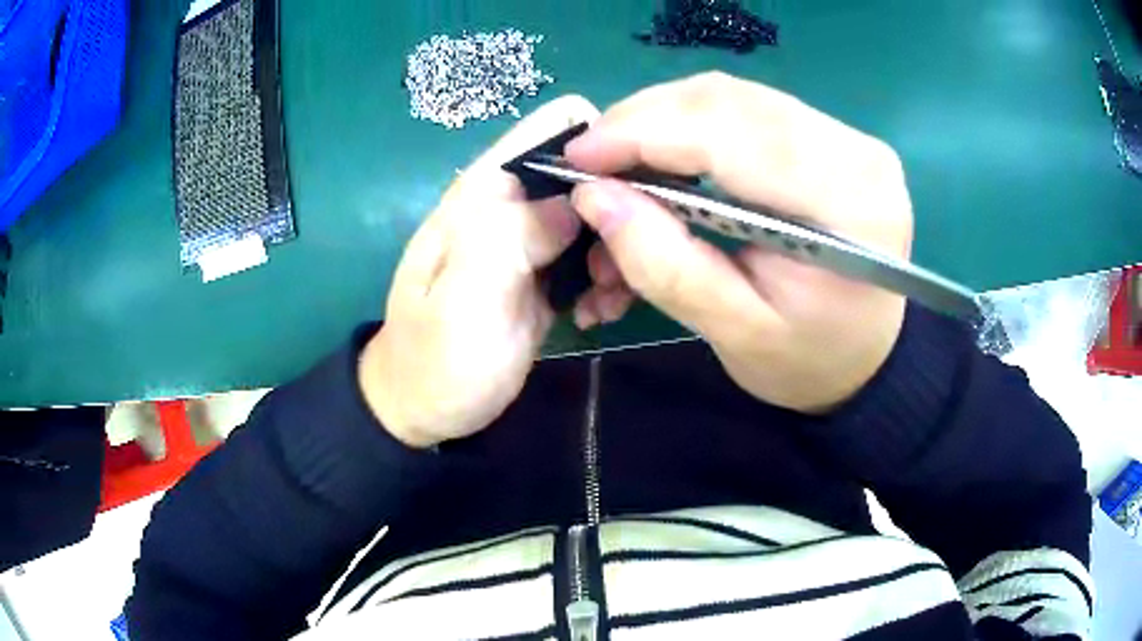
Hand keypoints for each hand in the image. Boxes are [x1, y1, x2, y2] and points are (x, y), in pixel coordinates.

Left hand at [359, 96, 599, 447]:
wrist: (424, 406)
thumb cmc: (436, 360)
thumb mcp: (464, 301)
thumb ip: (511, 237)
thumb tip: (579, 201)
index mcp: (487, 191)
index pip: (558, 127)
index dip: (603, 148)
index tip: (627, 199)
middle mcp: (515, 204)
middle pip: (594, 173)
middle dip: (620, 213)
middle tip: (614, 271)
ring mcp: (534, 240)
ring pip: (604, 218)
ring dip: (618, 255)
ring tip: (603, 302)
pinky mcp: (549, 274)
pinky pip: (597, 258)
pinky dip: (608, 281)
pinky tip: (595, 314)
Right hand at [565, 72, 911, 413]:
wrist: (864, 355)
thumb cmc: (808, 359)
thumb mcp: (735, 331)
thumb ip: (666, 265)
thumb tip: (594, 197)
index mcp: (847, 204)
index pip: (731, 136)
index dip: (643, 134)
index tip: (577, 158)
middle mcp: (855, 151)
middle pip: (728, 101)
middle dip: (644, 121)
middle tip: (591, 162)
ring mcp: (847, 136)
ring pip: (732, 96)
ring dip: (663, 119)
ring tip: (621, 161)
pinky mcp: (832, 135)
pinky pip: (746, 107)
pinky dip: (691, 123)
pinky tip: (665, 154)